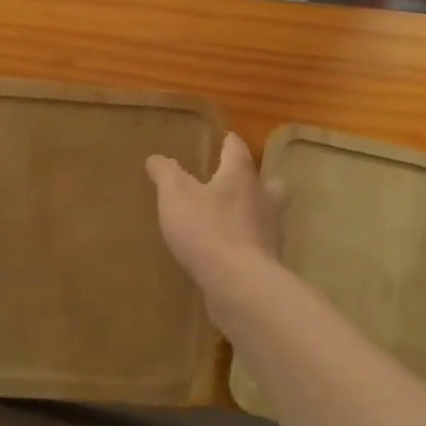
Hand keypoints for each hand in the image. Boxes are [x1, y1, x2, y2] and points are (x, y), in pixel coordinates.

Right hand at [145, 133, 282, 287]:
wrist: (239, 284)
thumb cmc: (206, 229)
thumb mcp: (175, 195)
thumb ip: (166, 173)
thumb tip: (156, 158)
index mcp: (241, 176)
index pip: (237, 148)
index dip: (228, 142)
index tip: (222, 141)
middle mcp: (263, 198)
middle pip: (269, 182)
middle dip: (255, 180)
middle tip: (237, 183)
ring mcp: (270, 231)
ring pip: (268, 214)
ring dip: (254, 212)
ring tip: (232, 219)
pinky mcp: (269, 261)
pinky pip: (260, 244)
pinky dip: (248, 243)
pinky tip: (231, 251)